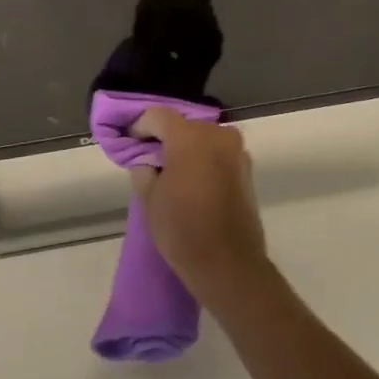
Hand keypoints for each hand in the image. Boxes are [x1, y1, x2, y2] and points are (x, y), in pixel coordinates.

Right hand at [130, 108, 270, 302]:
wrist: (228, 263)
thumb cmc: (182, 229)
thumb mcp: (149, 199)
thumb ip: (144, 169)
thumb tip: (146, 160)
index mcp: (189, 137)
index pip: (159, 116)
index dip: (142, 126)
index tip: (131, 141)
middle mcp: (217, 134)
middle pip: (185, 125)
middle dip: (167, 137)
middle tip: (150, 157)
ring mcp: (236, 150)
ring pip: (204, 138)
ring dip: (188, 148)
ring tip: (172, 171)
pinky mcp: (247, 168)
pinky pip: (219, 153)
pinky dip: (205, 159)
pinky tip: (193, 180)